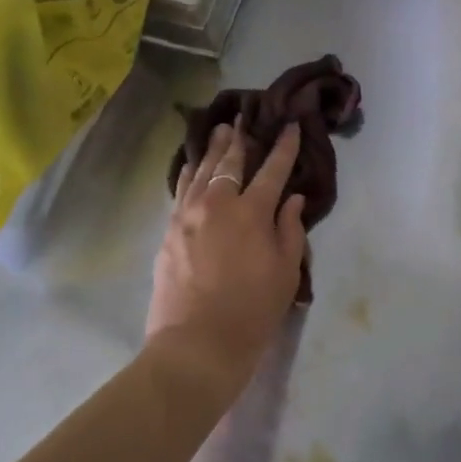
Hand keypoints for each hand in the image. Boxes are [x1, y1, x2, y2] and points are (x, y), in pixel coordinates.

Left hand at [145, 121, 307, 404]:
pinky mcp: (169, 230)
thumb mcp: (285, 272)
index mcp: (252, 212)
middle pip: (230, 162)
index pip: (272, 170)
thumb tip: (291, 198)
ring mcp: (188, 215)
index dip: (283, 147)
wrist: (196, 344)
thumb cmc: (251, 311)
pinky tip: (190, 164)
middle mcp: (218, 203)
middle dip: (240, 138)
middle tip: (243, 117)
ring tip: (218, 130)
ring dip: (212, 148)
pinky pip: (180, 190)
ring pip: (201, 170)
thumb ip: (289, 230)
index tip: (289, 125)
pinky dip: (188, 173)